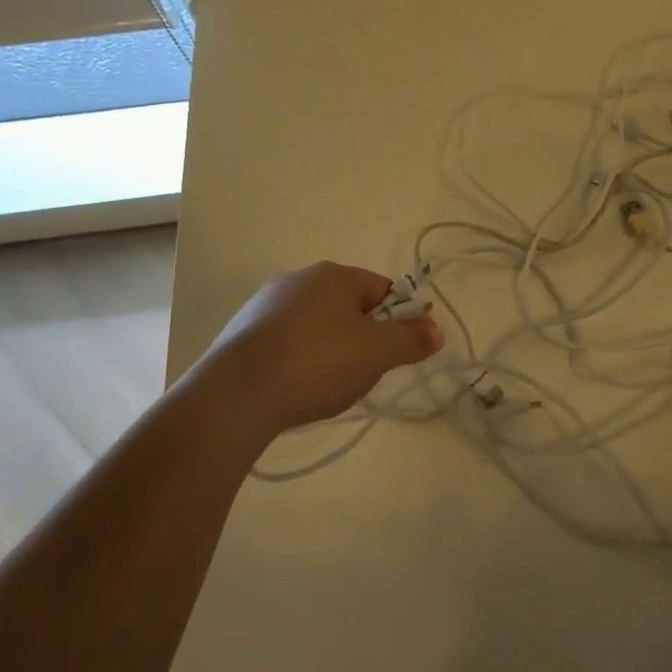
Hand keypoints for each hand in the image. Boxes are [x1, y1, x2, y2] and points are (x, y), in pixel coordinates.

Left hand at [201, 262, 444, 432]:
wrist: (235, 396)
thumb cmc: (317, 363)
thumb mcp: (377, 353)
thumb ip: (411, 339)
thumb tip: (436, 329)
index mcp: (333, 275)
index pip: (383, 289)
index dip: (398, 320)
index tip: (397, 352)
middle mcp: (298, 279)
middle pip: (349, 307)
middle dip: (364, 337)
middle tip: (366, 372)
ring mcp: (265, 305)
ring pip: (317, 325)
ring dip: (331, 350)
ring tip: (329, 385)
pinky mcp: (243, 334)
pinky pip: (288, 342)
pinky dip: (300, 360)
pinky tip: (297, 387)